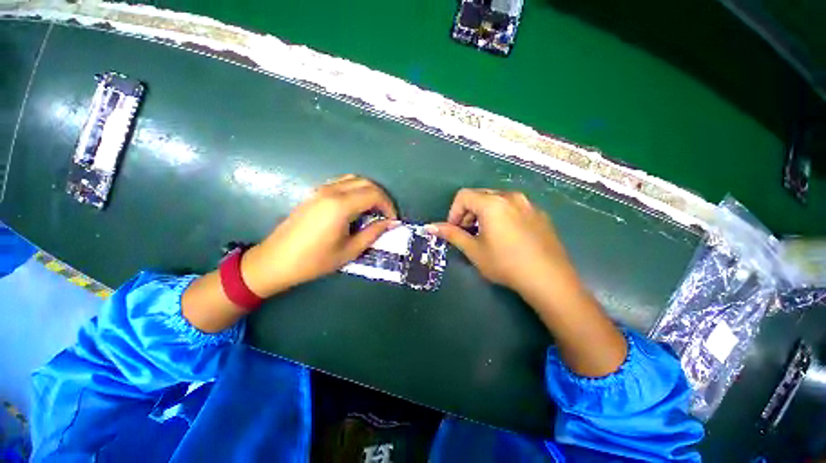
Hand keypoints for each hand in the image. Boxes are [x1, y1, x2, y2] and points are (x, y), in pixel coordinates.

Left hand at [241, 174, 398, 296]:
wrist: (276, 261)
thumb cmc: (315, 260)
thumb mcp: (349, 251)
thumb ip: (373, 233)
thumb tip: (391, 223)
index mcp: (341, 206)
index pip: (374, 194)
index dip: (388, 206)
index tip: (393, 220)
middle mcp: (332, 191)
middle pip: (366, 183)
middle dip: (381, 197)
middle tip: (386, 214)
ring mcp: (321, 190)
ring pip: (354, 179)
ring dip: (369, 191)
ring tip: (374, 209)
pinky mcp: (315, 193)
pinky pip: (342, 183)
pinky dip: (356, 189)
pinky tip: (356, 206)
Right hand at [427, 189, 581, 298]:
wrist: (549, 279)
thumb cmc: (505, 264)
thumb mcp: (474, 250)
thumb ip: (452, 234)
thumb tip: (430, 227)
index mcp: (492, 203)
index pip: (463, 196)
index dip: (453, 212)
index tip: (454, 230)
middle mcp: (511, 196)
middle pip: (479, 196)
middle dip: (468, 213)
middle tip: (468, 234)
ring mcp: (528, 204)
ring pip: (496, 200)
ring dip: (483, 214)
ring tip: (486, 235)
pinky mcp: (539, 213)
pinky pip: (513, 207)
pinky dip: (501, 215)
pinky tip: (506, 237)